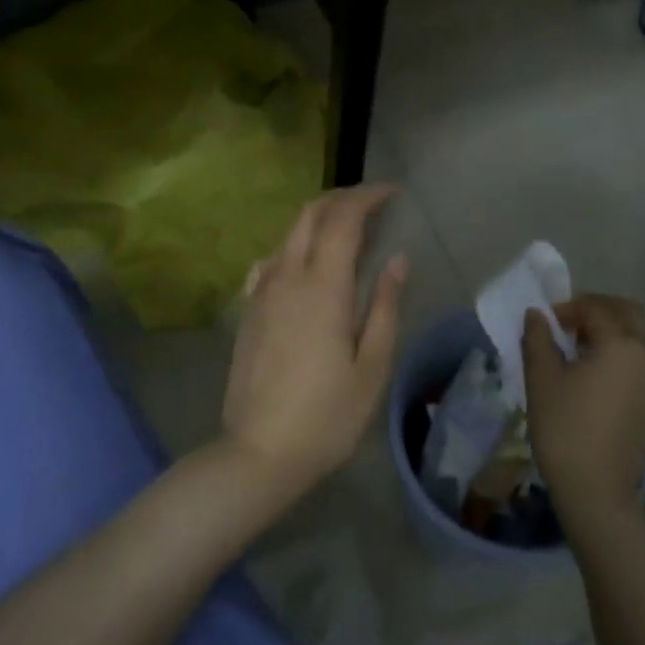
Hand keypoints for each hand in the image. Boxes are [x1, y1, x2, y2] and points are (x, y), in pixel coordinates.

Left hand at [223, 185, 407, 496]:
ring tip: (346, 230)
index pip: (343, 218)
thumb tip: (396, 259)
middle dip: (341, 199)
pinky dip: (293, 246)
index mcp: (323, 286)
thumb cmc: (328, 415)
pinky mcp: (248, 310)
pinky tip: (305, 265)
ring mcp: (261, 291)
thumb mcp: (372, 365)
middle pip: (309, 214)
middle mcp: (287, 276)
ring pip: (287, 234)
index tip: (392, 193)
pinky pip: (271, 261)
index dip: (367, 197)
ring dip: (317, 219)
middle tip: (371, 204)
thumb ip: (385, 305)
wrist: (259, 451)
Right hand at [523, 295, 644, 523]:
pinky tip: (595, 376)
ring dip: (609, 334)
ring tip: (578, 353)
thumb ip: (538, 338)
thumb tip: (536, 314)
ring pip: (636, 339)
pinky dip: (620, 357)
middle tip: (567, 326)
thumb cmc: (564, 428)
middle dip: (597, 312)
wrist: (597, 488)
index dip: (567, 308)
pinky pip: (641, 363)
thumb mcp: (541, 378)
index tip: (545, 322)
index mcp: (621, 344)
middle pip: (627, 315)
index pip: (595, 308)